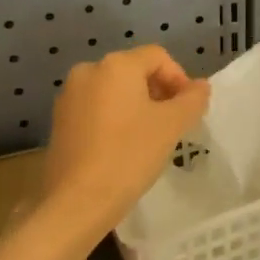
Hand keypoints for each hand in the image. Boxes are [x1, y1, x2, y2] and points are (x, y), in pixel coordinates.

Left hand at [41, 45, 210, 245]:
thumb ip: (192, 100)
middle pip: (135, 70)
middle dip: (159, 92)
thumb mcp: (171, 126)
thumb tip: (200, 86)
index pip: (158, 57)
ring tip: (149, 137)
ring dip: (138, 106)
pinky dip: (115, 119)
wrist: (76, 203)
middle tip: (173, 124)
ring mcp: (69, 96)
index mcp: (116, 65)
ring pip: (115, 90)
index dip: (180, 78)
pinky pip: (96, 108)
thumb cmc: (128, 156)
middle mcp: (89, 70)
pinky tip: (123, 147)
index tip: (188, 110)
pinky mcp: (59, 121)